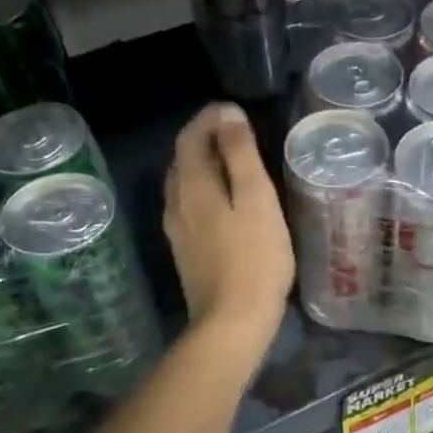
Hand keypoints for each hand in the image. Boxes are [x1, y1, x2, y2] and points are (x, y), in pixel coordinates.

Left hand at [163, 104, 293, 356]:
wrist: (233, 322)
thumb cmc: (255, 257)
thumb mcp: (256, 199)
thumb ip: (241, 154)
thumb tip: (227, 113)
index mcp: (192, 187)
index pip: (190, 139)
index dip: (207, 119)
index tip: (232, 110)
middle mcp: (176, 204)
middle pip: (182, 160)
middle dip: (203, 139)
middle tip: (234, 131)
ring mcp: (177, 231)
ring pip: (182, 185)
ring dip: (201, 165)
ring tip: (230, 161)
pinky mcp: (185, 252)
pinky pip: (188, 206)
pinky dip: (202, 189)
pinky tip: (221, 201)